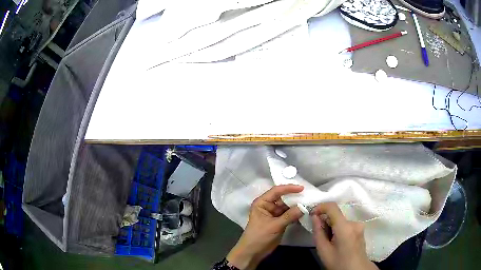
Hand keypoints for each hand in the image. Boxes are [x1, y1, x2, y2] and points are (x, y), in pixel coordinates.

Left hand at [226, 185, 303, 269]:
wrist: (253, 252)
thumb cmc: (259, 236)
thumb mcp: (274, 226)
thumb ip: (289, 216)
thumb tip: (303, 207)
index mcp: (262, 203)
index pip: (276, 191)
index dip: (289, 188)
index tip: (302, 188)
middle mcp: (268, 206)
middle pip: (283, 198)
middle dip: (295, 197)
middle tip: (309, 196)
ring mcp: (274, 214)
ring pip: (287, 206)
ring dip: (297, 206)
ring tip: (310, 203)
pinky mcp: (279, 222)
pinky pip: (289, 215)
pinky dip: (296, 214)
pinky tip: (305, 213)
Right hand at [311, 202, 378, 269]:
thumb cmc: (338, 262)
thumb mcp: (323, 250)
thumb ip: (318, 232)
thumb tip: (314, 217)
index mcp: (345, 227)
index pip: (332, 207)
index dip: (320, 207)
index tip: (312, 214)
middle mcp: (354, 222)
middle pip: (336, 215)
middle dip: (325, 221)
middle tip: (319, 235)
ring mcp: (359, 225)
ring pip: (341, 220)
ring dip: (332, 226)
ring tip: (328, 241)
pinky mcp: (360, 229)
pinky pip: (346, 224)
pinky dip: (338, 229)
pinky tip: (336, 242)